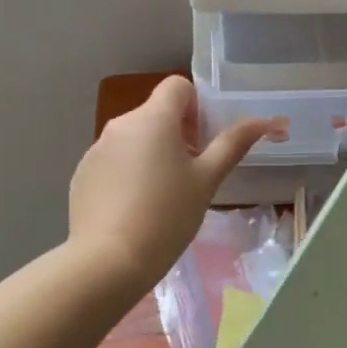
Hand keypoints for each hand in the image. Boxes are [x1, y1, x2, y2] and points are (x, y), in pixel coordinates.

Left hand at [69, 77, 278, 288]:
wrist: (109, 261)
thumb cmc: (167, 215)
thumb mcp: (207, 180)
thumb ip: (233, 144)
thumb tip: (264, 121)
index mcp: (153, 118)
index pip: (177, 86)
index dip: (195, 106)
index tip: (202, 141)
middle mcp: (121, 124)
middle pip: (156, 113)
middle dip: (176, 134)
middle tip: (189, 174)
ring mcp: (97, 149)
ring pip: (133, 138)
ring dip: (151, 153)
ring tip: (161, 197)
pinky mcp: (82, 174)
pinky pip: (112, 161)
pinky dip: (127, 173)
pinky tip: (134, 210)